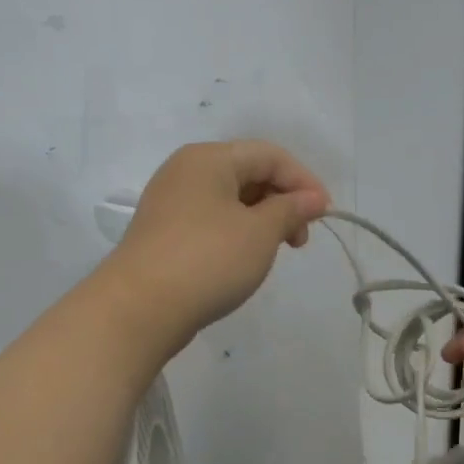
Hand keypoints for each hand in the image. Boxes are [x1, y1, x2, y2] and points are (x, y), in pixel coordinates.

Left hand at [101, 140, 330, 350]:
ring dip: (262, 218)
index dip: (303, 180)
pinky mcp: (164, 231)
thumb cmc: (207, 260)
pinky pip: (211, 218)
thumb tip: (312, 198)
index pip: (269, 155)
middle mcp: (186, 171)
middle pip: (248, 172)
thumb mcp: (260, 233)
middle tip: (300, 239)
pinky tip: (245, 258)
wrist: (139, 308)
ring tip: (276, 251)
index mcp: (209, 158)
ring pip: (230, 198)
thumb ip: (291, 209)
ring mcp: (171, 201)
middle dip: (283, 201)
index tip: (325, 214)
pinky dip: (237, 231)